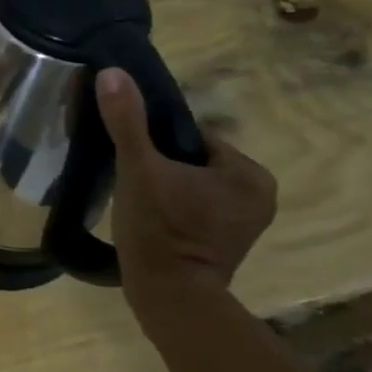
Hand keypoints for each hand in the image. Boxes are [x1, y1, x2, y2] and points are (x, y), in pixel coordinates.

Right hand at [97, 68, 276, 291]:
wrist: (168, 298)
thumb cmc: (159, 230)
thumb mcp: (138, 170)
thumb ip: (127, 122)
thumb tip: (112, 72)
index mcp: (249, 173)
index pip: (195, 138)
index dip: (158, 144)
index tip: (133, 158)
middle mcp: (259, 195)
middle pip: (193, 161)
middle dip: (163, 166)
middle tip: (132, 181)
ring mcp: (246, 223)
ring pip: (192, 185)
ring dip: (166, 186)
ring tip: (137, 200)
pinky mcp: (229, 243)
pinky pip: (196, 208)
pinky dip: (174, 208)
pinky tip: (150, 218)